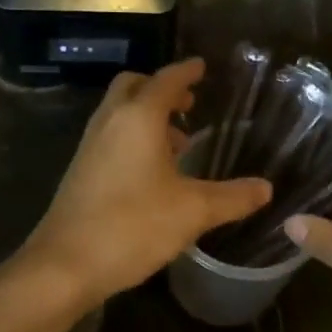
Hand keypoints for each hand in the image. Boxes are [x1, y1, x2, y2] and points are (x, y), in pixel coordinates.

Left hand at [20, 59, 271, 312]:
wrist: (64, 265)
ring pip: (119, 113)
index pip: (166, 80)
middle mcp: (110, 122)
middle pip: (133, 87)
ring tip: (178, 142)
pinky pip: (110, 136)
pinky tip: (152, 173)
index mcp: (138, 118)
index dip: (186, 72)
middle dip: (161, 89)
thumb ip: (232, 198)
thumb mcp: (193, 211)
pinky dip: (132, 138)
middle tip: (189, 104)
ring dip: (146, 116)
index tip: (202, 66)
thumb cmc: (133, 226)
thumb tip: (266, 188)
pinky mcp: (80, 171)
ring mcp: (89, 146)